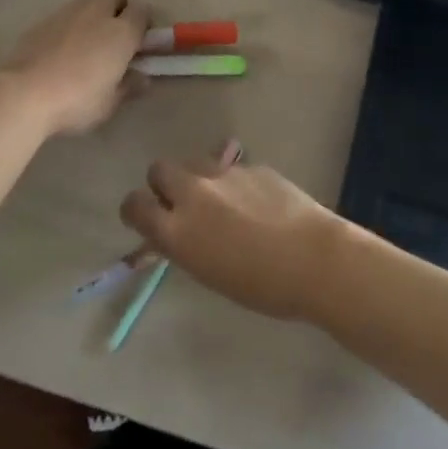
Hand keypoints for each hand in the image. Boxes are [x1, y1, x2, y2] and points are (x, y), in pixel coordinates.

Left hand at [0, 0, 149, 137]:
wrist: (24, 94)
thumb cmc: (77, 100)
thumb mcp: (110, 103)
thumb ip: (129, 86)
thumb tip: (142, 78)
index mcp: (121, 32)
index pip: (142, 10)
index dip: (143, 23)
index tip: (139, 42)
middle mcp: (97, 13)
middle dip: (119, 5)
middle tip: (115, 35)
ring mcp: (67, 12)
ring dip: (93, 13)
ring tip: (86, 44)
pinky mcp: (43, 20)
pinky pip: (65, 14)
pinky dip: (69, 25)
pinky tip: (61, 50)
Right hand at [120, 152, 350, 320]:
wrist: (314, 259)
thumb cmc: (261, 286)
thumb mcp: (208, 273)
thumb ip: (184, 245)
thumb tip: (174, 232)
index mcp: (177, 229)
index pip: (134, 205)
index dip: (136, 210)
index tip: (145, 219)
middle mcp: (193, 193)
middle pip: (159, 169)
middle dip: (164, 184)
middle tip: (182, 205)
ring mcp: (223, 173)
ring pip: (194, 162)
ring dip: (197, 178)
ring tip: (220, 201)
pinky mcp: (250, 165)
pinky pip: (229, 168)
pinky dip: (233, 182)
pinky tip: (255, 203)